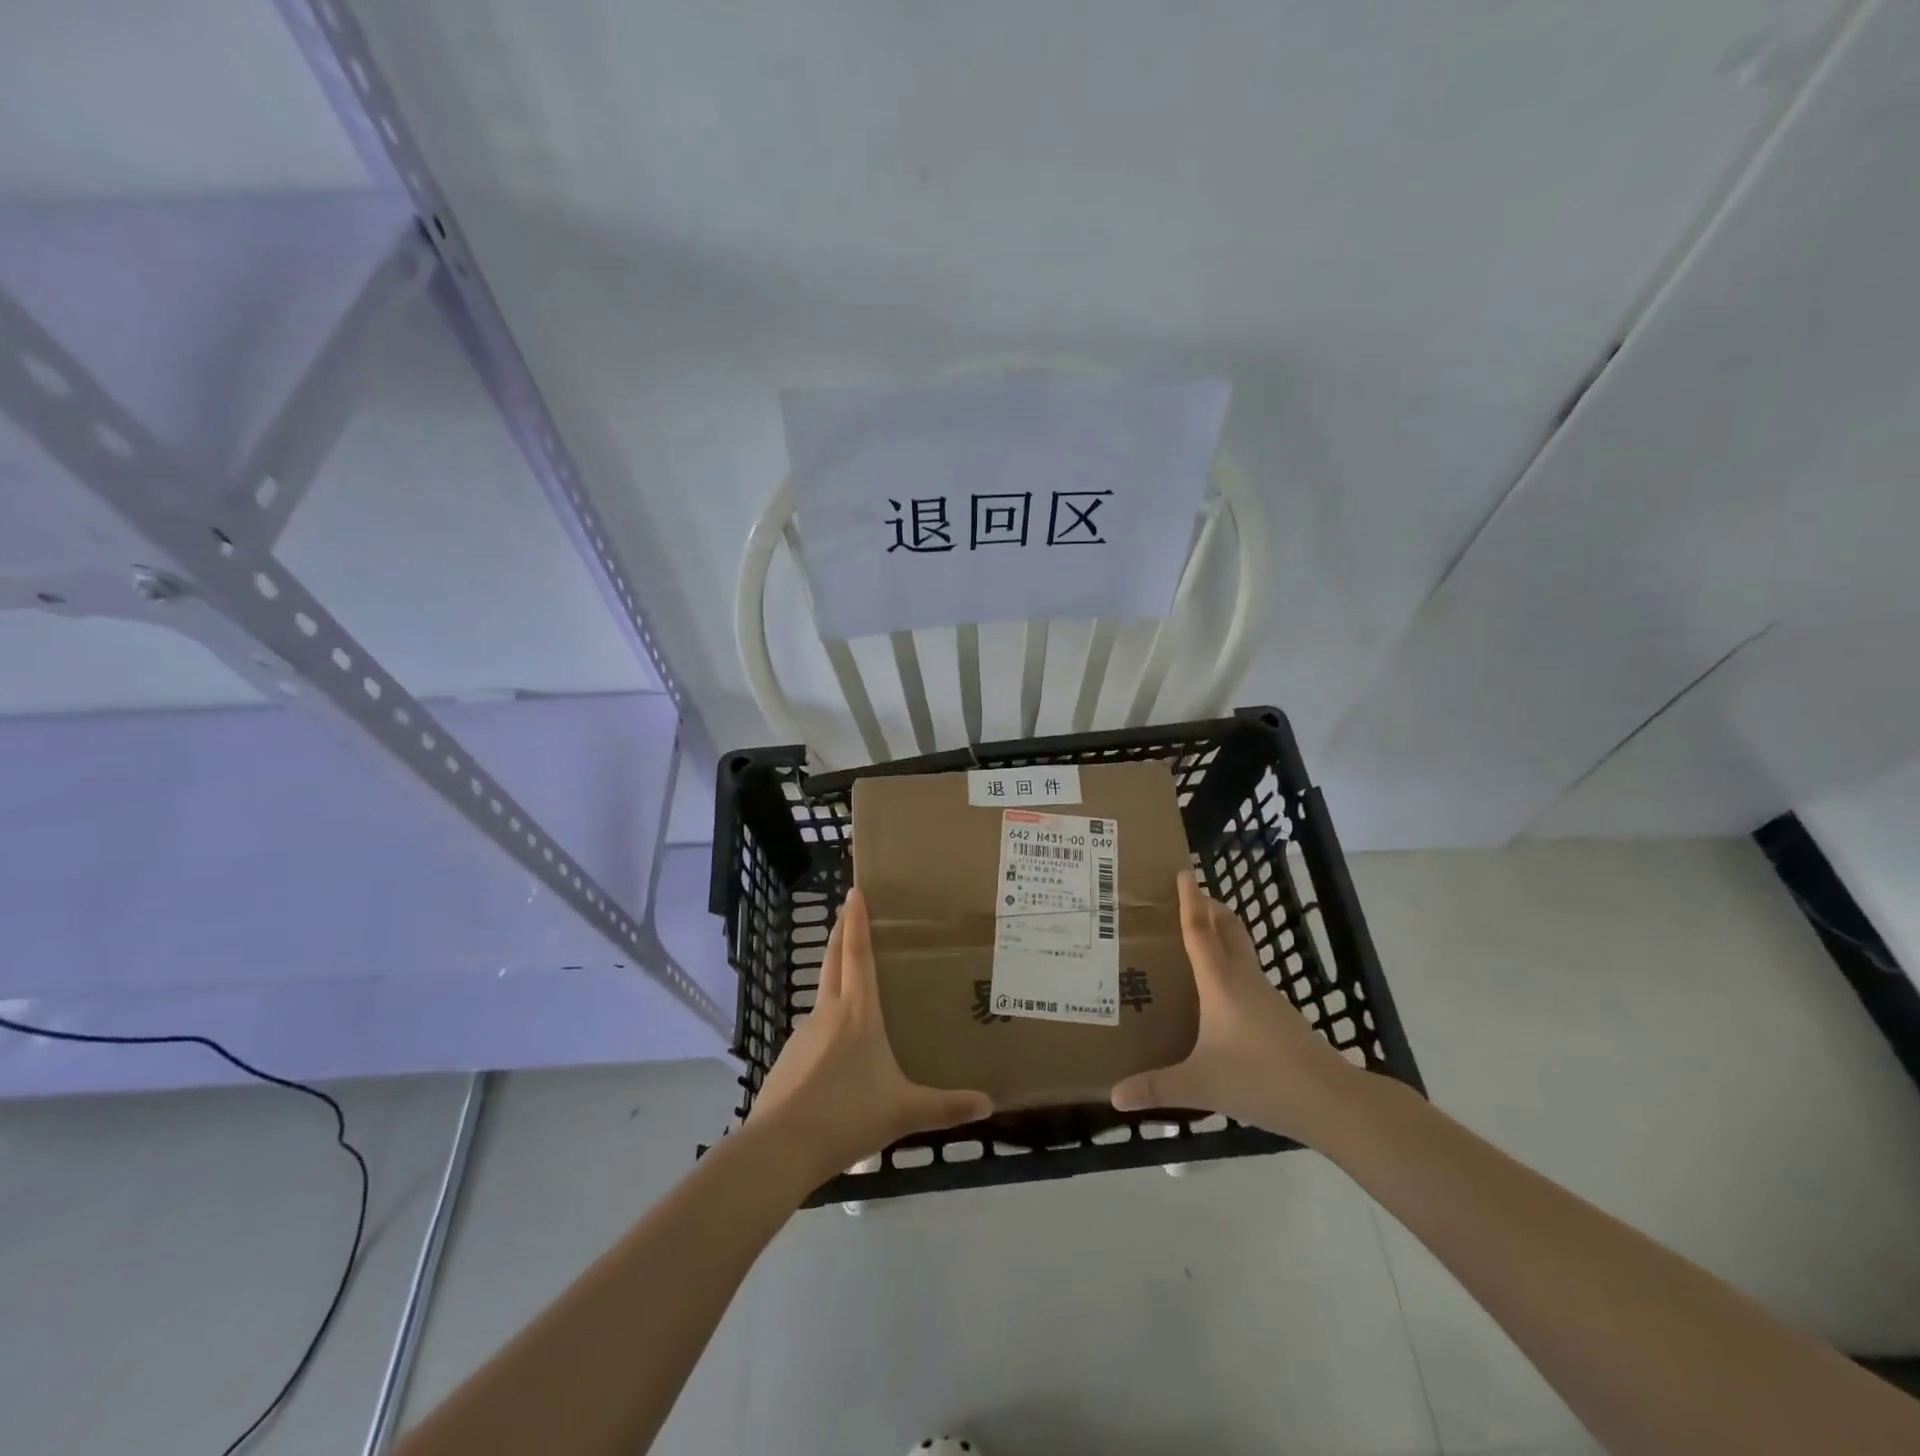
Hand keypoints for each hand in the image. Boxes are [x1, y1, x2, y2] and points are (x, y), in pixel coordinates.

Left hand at [749, 887, 992, 1181]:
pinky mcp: (788, 1059)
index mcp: (858, 1014)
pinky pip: (812, 1029)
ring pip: (821, 994)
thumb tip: (989, 1104)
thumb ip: (946, 1107)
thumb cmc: (848, 1117)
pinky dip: (825, 1021)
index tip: (854, 892)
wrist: (780, 1148)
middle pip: (832, 961)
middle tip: (845, 911)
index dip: (856, 922)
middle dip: (839, 933)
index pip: (857, 955)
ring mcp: (803, 1035)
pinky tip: (835, 1046)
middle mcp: (828, 1014)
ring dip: (832, 975)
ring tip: (849, 978)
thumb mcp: (904, 1113)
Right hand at [1111, 871, 1360, 1141]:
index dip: (1189, 900)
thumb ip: (1156, 1088)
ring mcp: (1267, 996)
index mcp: (1220, 983)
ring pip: (1242, 950)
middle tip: (1187, 897)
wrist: (1330, 1100)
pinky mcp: (1280, 1015)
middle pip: (1228, 928)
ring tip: (1197, 940)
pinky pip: (1249, 974)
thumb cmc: (1260, 1079)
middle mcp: (1244, 979)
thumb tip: (1114, 1097)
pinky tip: (1221, 991)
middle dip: (1210, 907)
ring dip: (1222, 934)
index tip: (1183, 872)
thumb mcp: (1200, 1085)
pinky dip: (1232, 964)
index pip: (1199, 930)